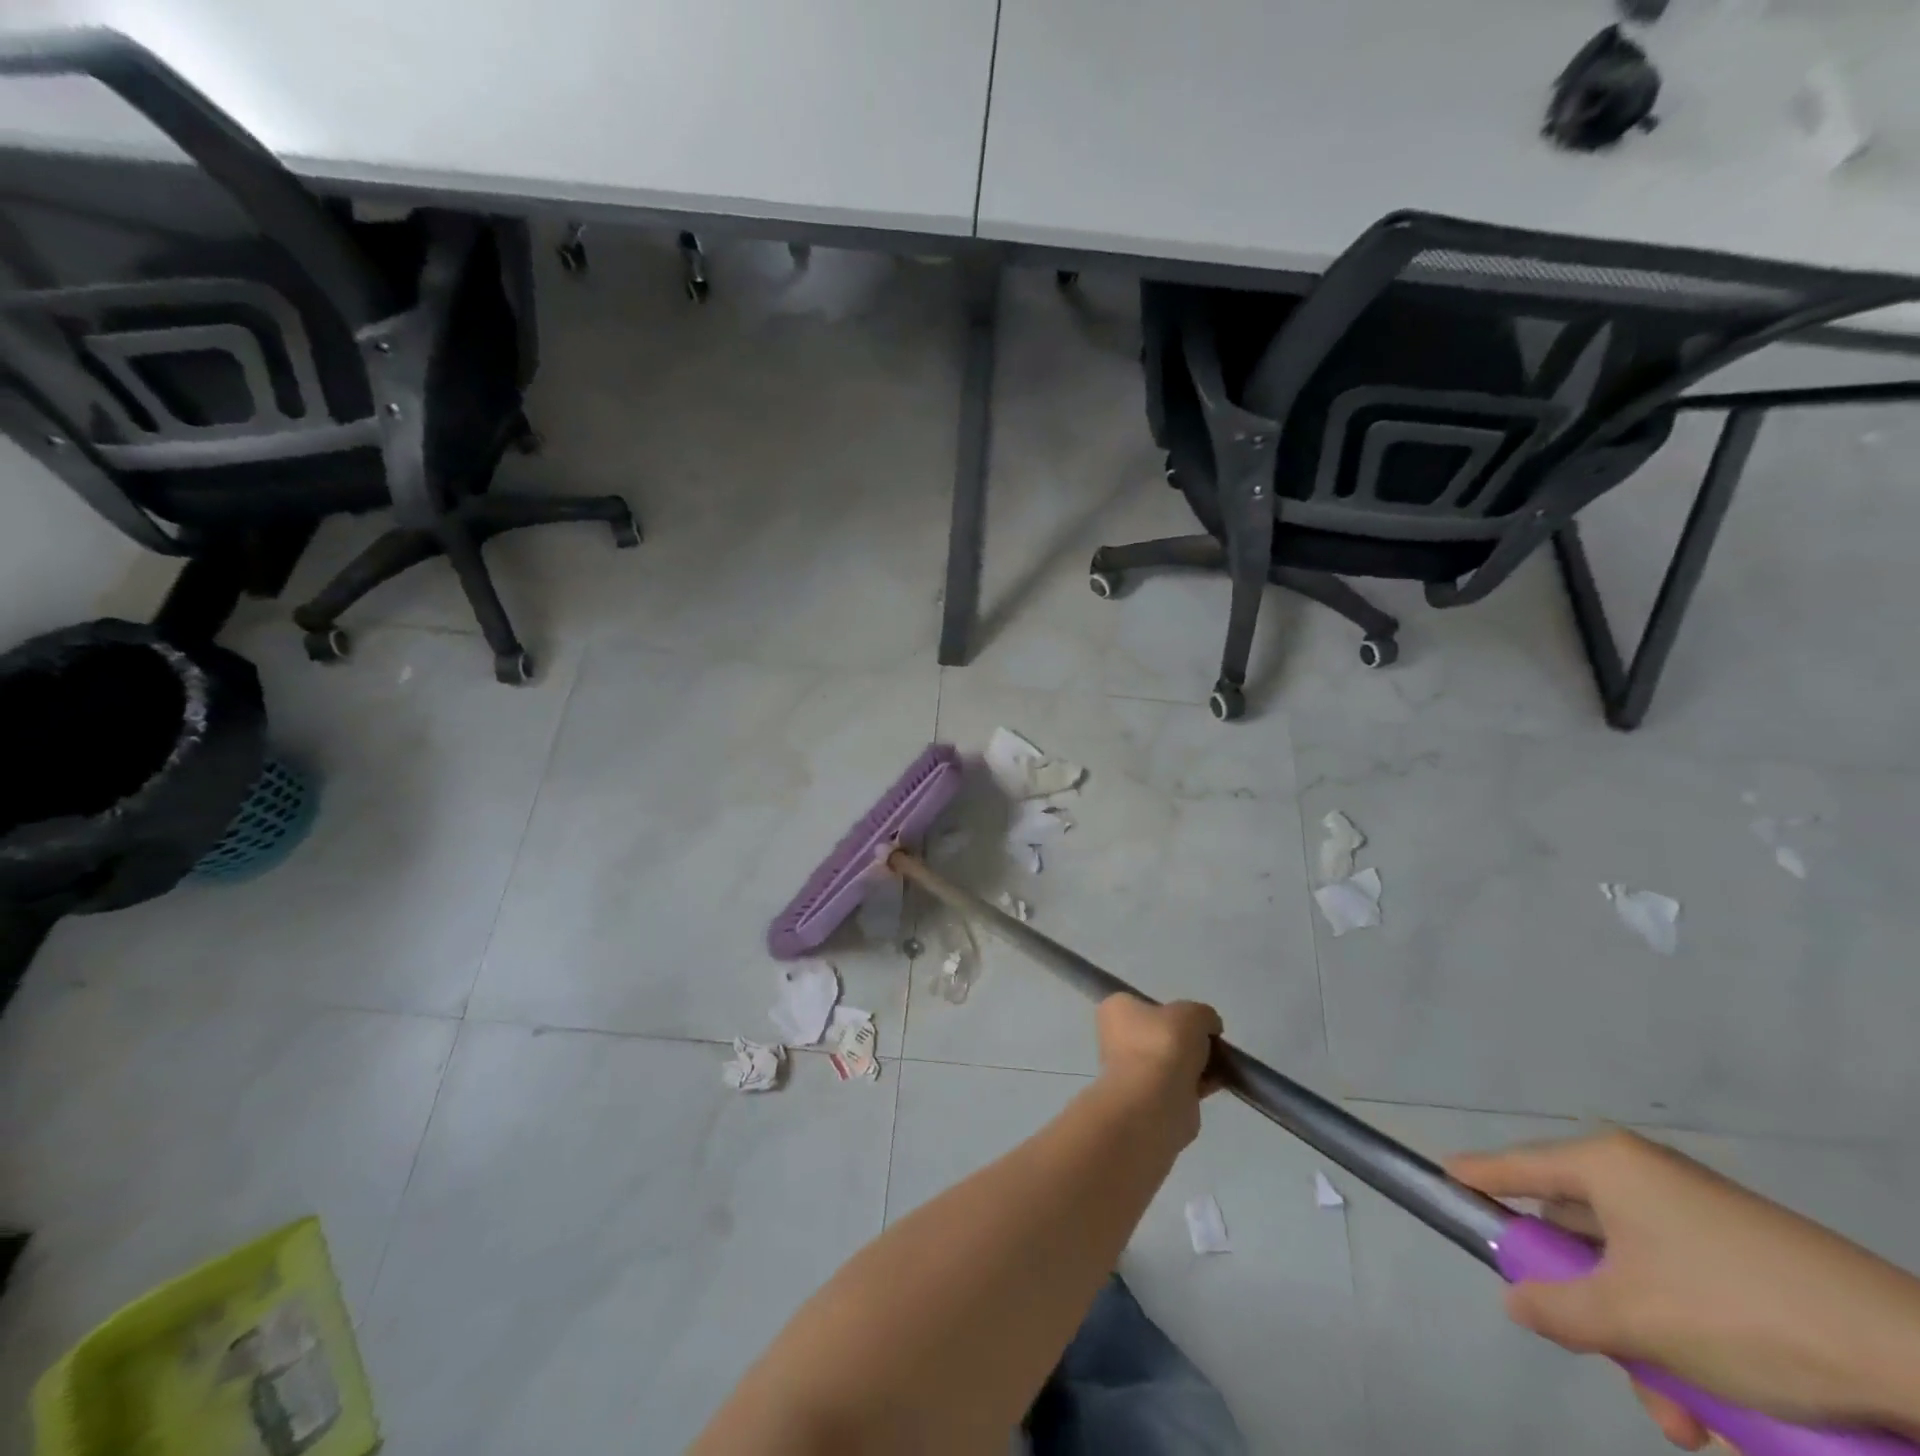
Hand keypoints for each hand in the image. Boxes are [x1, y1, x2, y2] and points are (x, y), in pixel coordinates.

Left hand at [1093, 995, 1222, 1144]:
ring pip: (1172, 1060)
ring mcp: (1132, 1070)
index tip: (1193, 1019)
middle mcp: (1117, 1038)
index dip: (1172, 1010)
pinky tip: (1219, 1083)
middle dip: (1187, 1039)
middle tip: (1210, 1042)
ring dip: (1195, 1063)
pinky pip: (1179, 1084)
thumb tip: (1208, 1027)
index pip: (1144, 1003)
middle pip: (1161, 1033)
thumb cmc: (1164, 1043)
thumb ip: (1204, 1015)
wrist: (1156, 1101)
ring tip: (1220, 1064)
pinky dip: (1199, 1084)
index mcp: (1116, 1009)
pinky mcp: (1151, 1098)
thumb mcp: (1193, 1013)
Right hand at [1450, 1130, 1919, 1448]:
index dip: (1476, 1178)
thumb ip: (1557, 1308)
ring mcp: (1701, 1217)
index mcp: (1608, 1166)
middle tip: (1600, 1358)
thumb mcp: (1634, 1321)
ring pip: (1635, 1277)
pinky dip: (1688, 1346)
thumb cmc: (1740, 1315)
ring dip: (1645, 1348)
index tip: (1441, 1182)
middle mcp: (1646, 1178)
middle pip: (1580, 1235)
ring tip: (1687, 1422)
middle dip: (1588, 1309)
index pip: (1516, 1166)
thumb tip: (1516, 1301)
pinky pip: (1684, 1292)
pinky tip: (1723, 1413)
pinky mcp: (1748, 1258)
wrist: (1917, 1361)